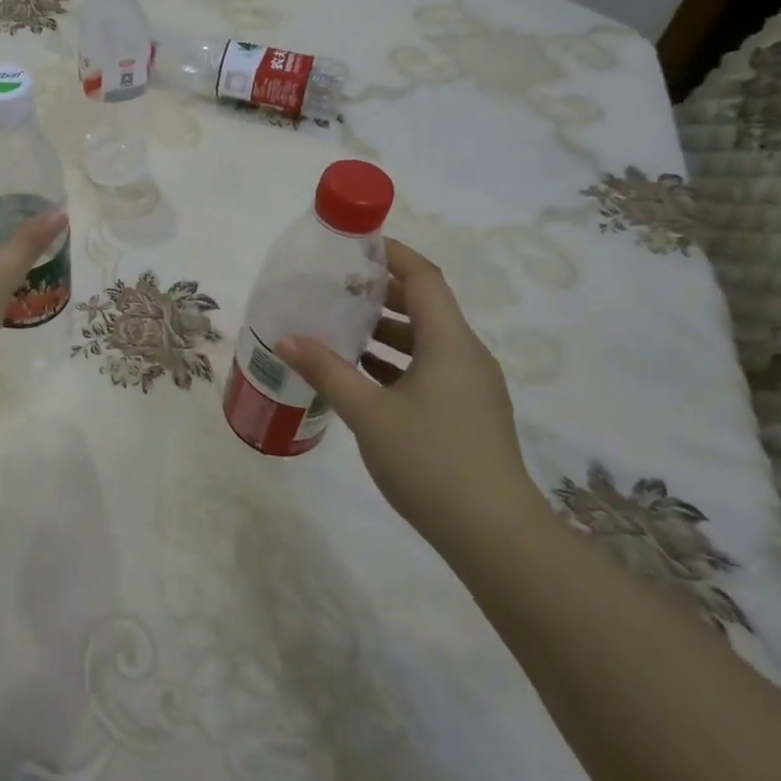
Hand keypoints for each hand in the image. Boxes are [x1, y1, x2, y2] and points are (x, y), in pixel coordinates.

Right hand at [277, 239, 542, 548]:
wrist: (495, 536)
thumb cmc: (431, 461)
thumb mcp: (369, 413)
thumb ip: (327, 370)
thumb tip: (285, 339)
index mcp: (450, 342)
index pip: (424, 277)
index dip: (391, 254)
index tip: (353, 245)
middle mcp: (466, 355)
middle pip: (425, 305)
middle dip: (381, 292)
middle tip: (335, 287)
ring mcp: (471, 386)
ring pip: (426, 340)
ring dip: (386, 329)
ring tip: (340, 328)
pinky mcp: (467, 413)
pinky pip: (429, 369)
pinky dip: (396, 362)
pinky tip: (360, 376)